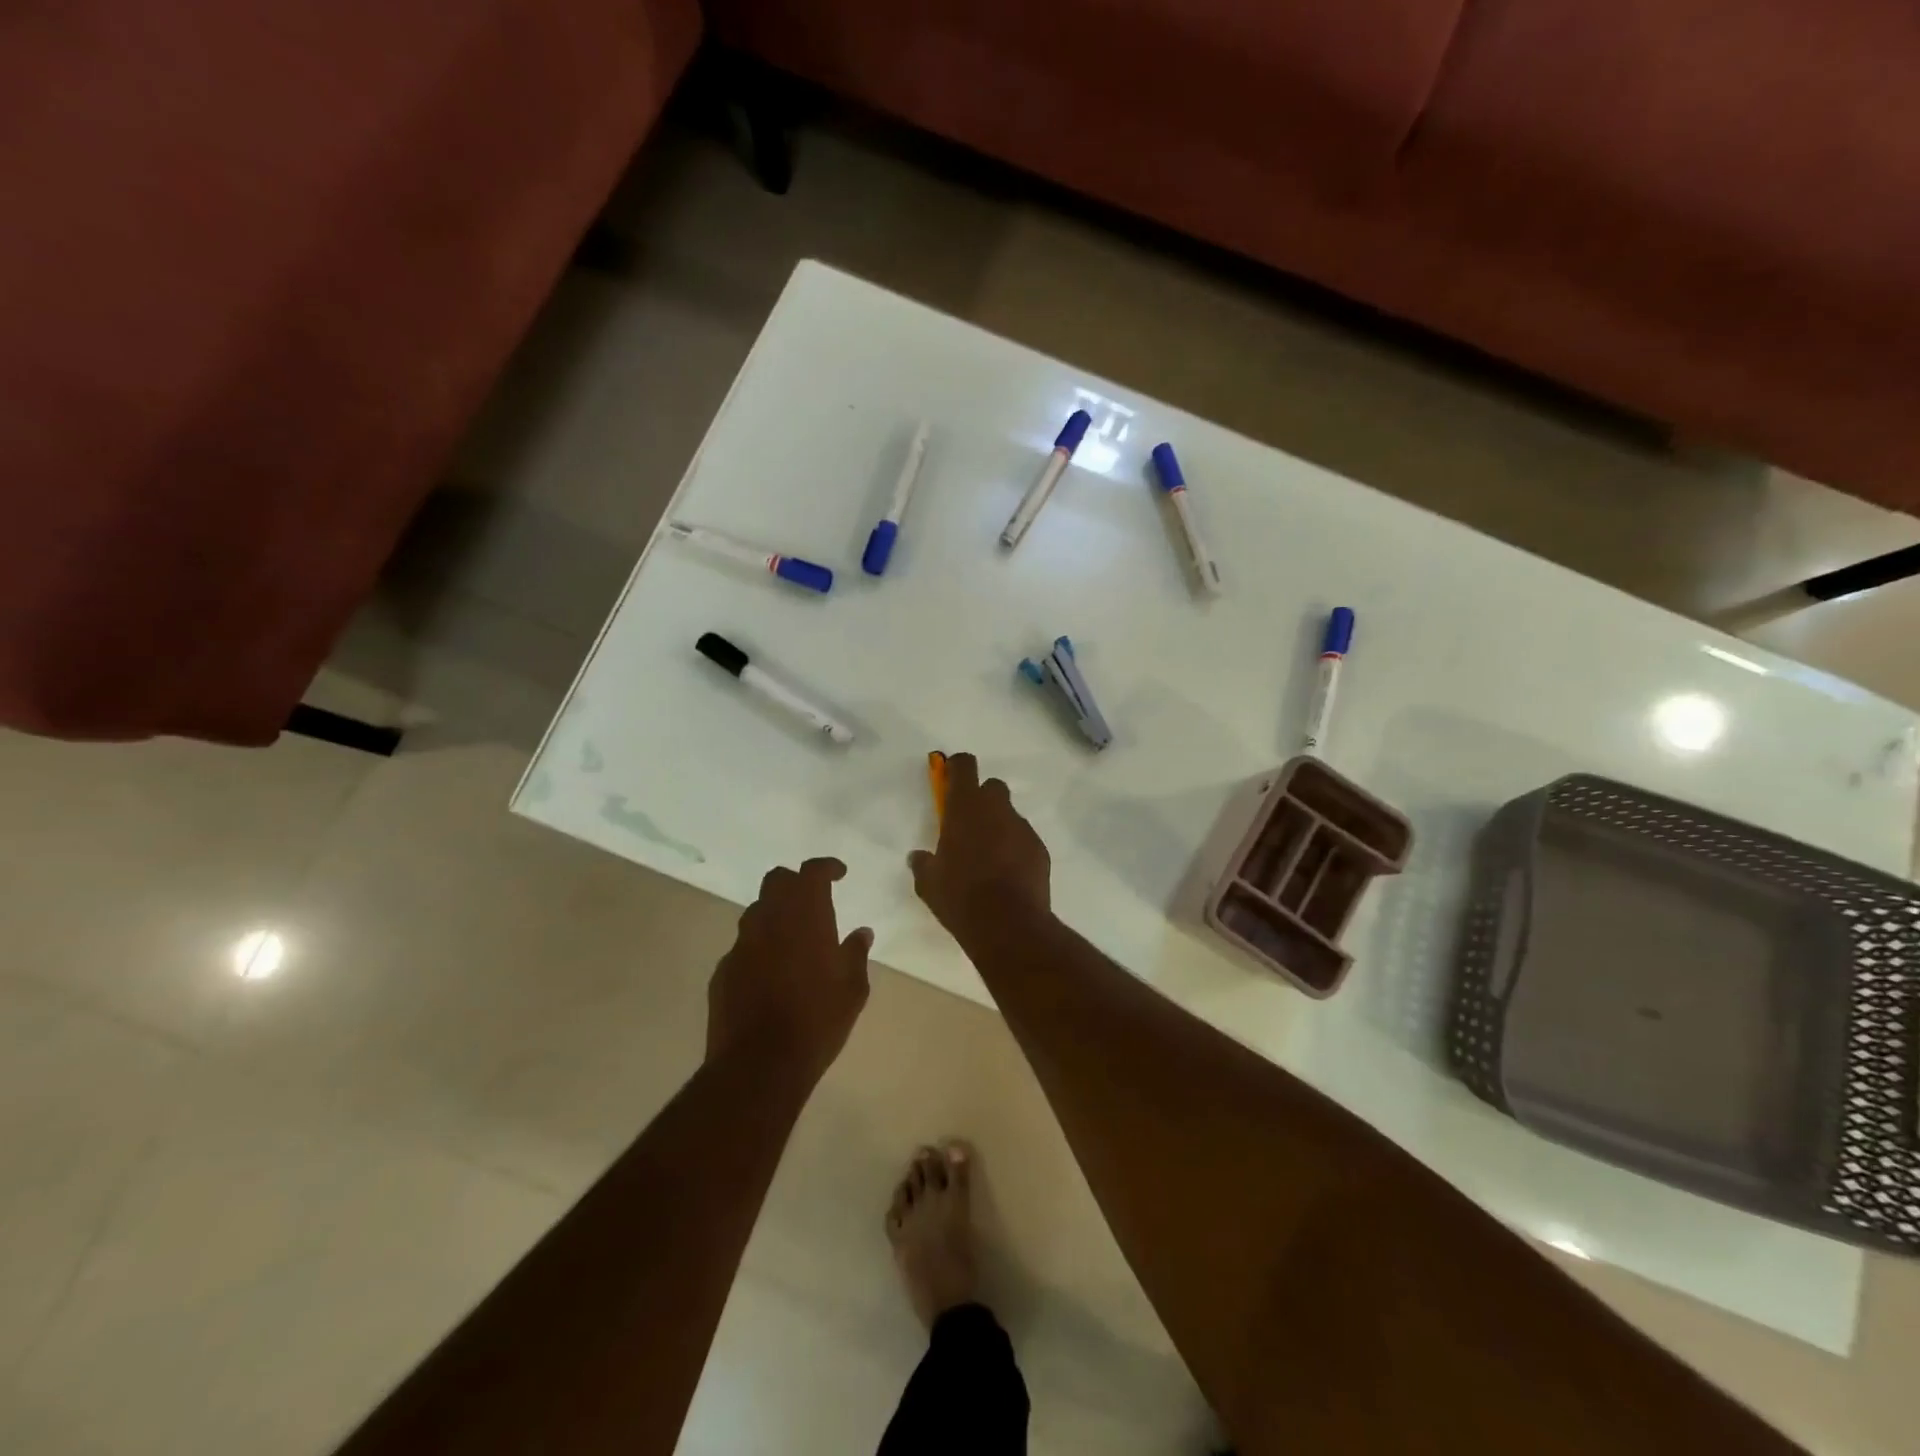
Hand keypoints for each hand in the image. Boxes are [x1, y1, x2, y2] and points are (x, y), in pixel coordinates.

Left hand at [708, 857, 871, 1086]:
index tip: (839, 874)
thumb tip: (861, 932)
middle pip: (777, 881)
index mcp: (806, 916)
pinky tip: (770, 973)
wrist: (759, 1064)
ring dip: (775, 914)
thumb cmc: (817, 1021)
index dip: (826, 867)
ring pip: (757, 912)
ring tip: (793, 938)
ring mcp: (741, 944)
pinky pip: (743, 946)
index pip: (811, 872)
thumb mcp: (853, 989)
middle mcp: (769, 920)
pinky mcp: (723, 971)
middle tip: (813, 899)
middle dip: (795, 882)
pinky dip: (759, 948)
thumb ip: (856, 953)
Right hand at [908, 752, 1050, 935]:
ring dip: (1000, 827)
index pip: (964, 766)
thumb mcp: (929, 883)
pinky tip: (1008, 875)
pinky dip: (1016, 850)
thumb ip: (923, 864)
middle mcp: (996, 809)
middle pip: (992, 787)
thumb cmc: (960, 896)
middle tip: (970, 826)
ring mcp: (1022, 828)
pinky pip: (1024, 840)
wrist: (1008, 924)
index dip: (957, 767)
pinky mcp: (1040, 849)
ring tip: (990, 859)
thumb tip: (918, 857)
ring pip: (1009, 816)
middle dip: (982, 799)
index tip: (951, 779)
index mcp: (964, 808)